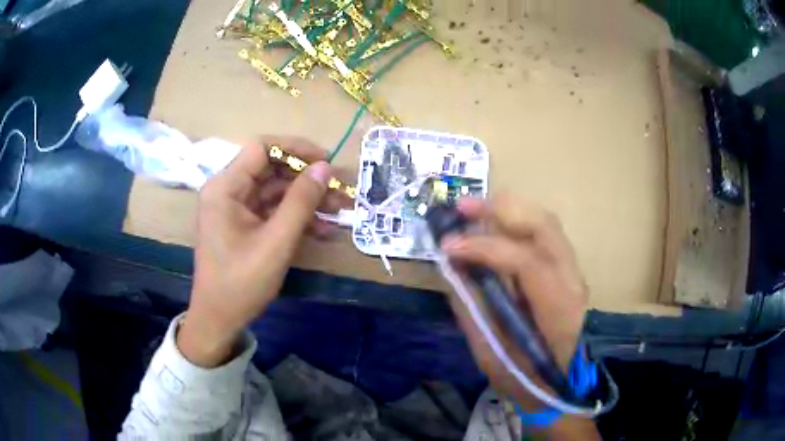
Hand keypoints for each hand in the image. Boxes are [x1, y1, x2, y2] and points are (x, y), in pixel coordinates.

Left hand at [178, 137, 346, 366]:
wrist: (219, 319)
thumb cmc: (241, 282)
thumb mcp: (276, 242)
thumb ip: (301, 202)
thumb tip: (325, 168)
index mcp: (226, 187)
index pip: (262, 148)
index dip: (295, 148)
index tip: (325, 161)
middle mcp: (228, 190)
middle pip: (271, 169)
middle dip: (307, 179)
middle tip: (339, 191)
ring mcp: (235, 208)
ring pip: (275, 190)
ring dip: (306, 199)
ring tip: (338, 212)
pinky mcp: (243, 224)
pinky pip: (272, 210)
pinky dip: (295, 216)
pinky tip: (322, 229)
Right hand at [441, 194, 588, 406]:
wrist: (561, 385)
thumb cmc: (526, 379)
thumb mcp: (492, 356)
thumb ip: (472, 310)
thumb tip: (451, 268)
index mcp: (559, 311)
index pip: (528, 262)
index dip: (486, 248)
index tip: (448, 247)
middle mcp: (573, 283)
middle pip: (544, 226)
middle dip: (500, 209)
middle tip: (461, 207)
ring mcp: (573, 273)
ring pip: (546, 222)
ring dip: (508, 210)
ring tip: (471, 210)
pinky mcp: (566, 270)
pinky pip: (543, 234)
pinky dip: (515, 223)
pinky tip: (492, 226)